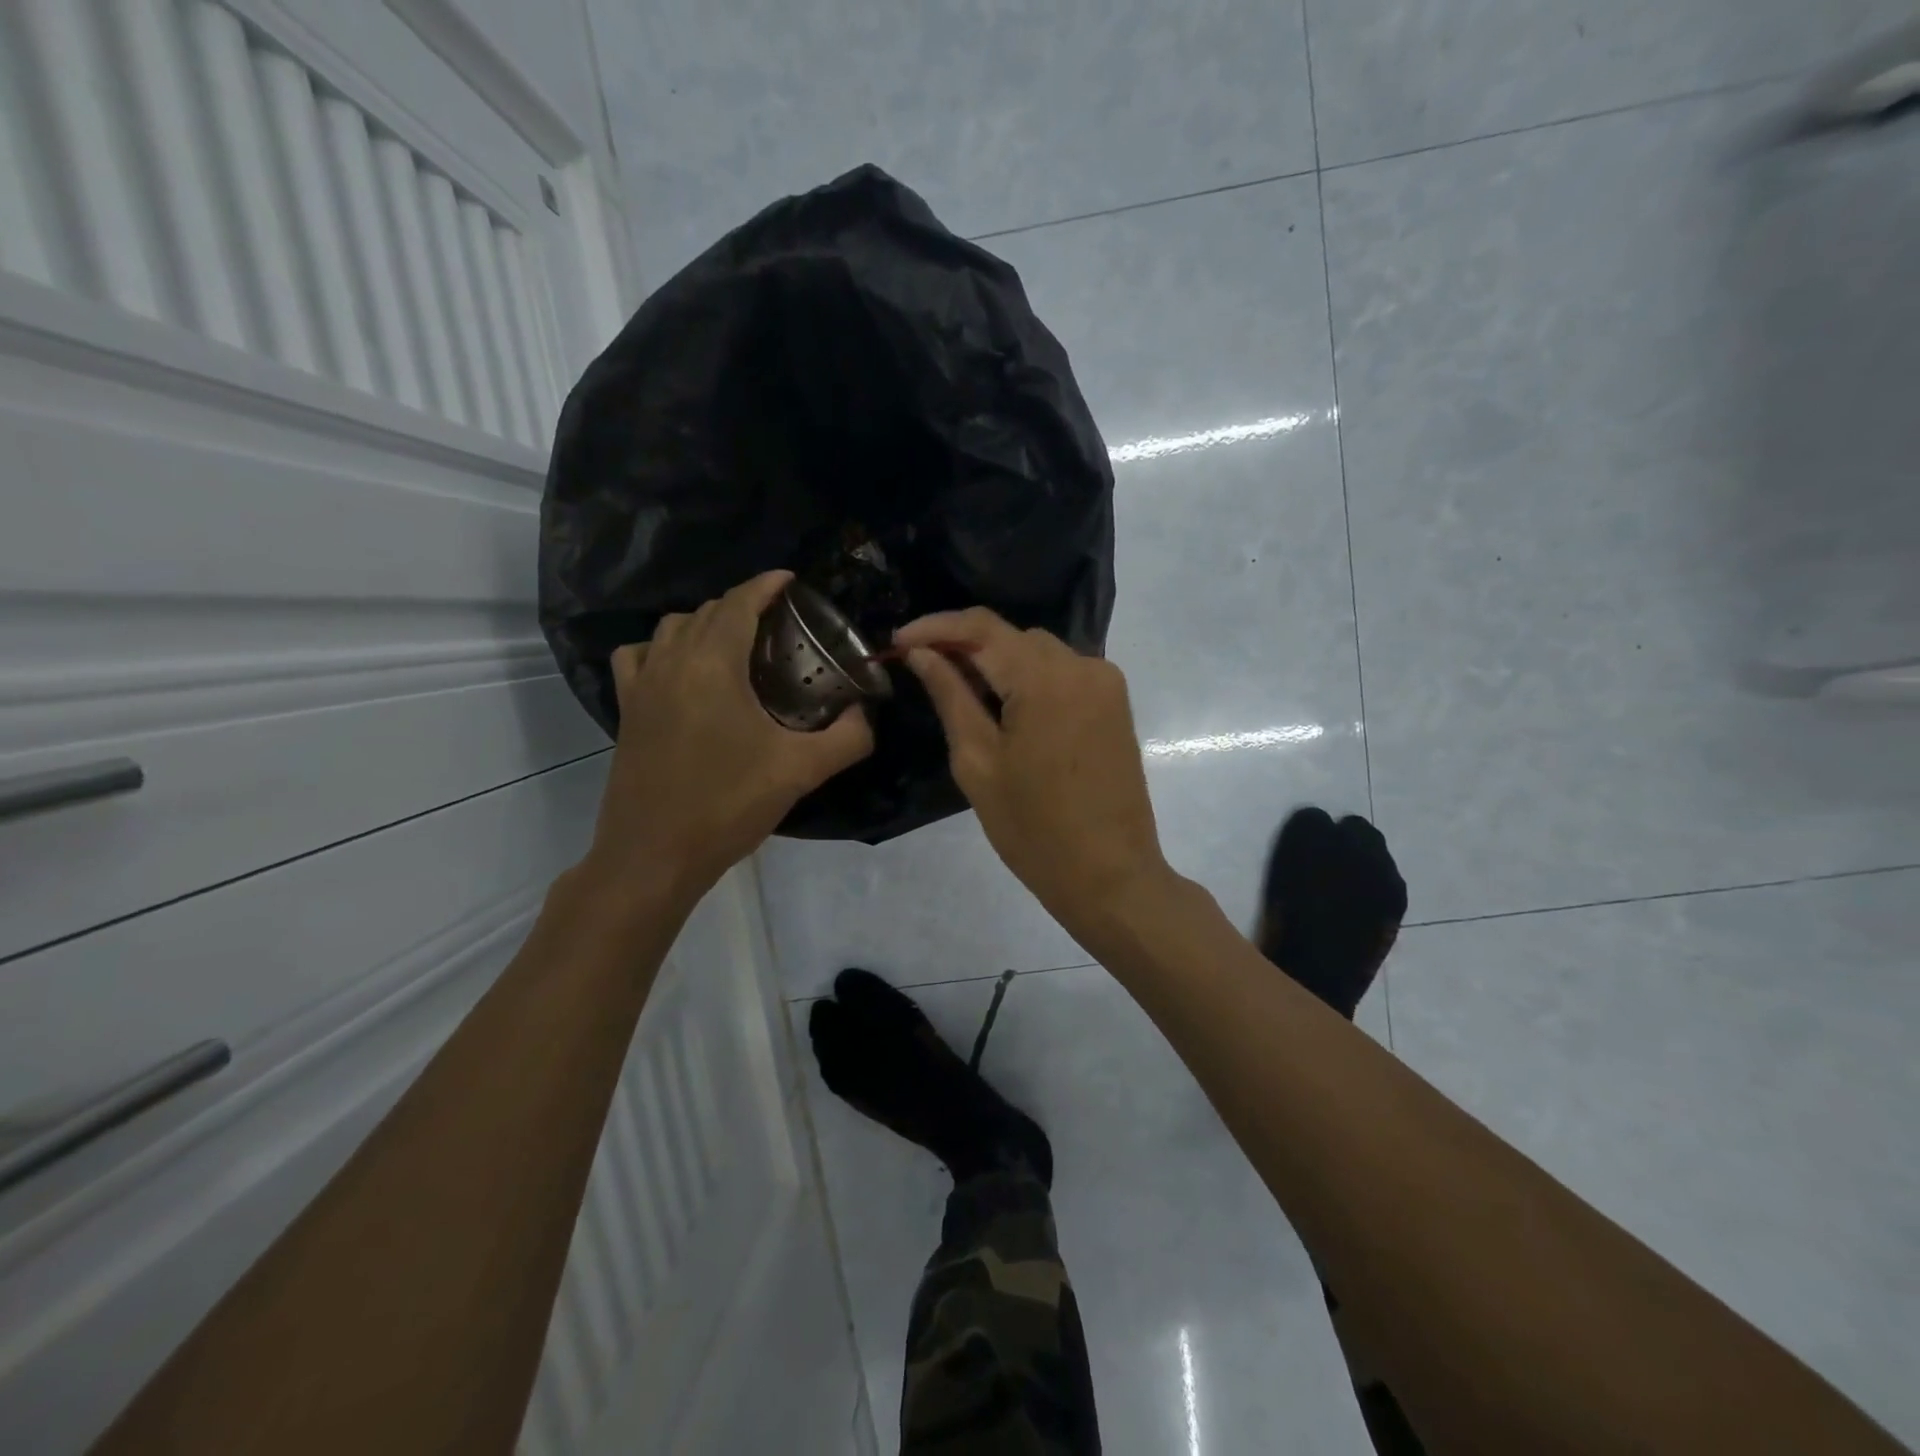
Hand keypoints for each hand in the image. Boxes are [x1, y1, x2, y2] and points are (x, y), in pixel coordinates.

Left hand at [582, 571, 873, 899]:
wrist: (654, 855)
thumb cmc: (727, 805)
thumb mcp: (800, 771)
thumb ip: (847, 737)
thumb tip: (868, 715)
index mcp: (713, 664)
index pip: (739, 603)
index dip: (766, 585)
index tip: (791, 580)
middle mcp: (671, 661)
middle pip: (707, 611)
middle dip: (743, 605)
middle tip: (779, 624)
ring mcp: (642, 685)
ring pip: (671, 629)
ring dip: (704, 623)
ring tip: (735, 644)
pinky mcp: (626, 710)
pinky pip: (638, 657)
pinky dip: (661, 649)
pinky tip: (680, 671)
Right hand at [895, 609, 1173, 934]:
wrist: (1109, 875)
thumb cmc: (1034, 829)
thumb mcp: (978, 763)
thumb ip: (950, 697)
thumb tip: (922, 654)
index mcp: (1045, 679)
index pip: (982, 627)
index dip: (935, 626)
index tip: (899, 641)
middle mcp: (1082, 666)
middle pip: (1012, 636)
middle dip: (965, 645)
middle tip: (924, 669)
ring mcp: (1105, 682)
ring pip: (1038, 651)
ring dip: (998, 661)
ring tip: (961, 690)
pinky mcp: (1115, 702)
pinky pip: (1063, 671)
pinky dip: (1029, 677)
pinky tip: (1006, 705)